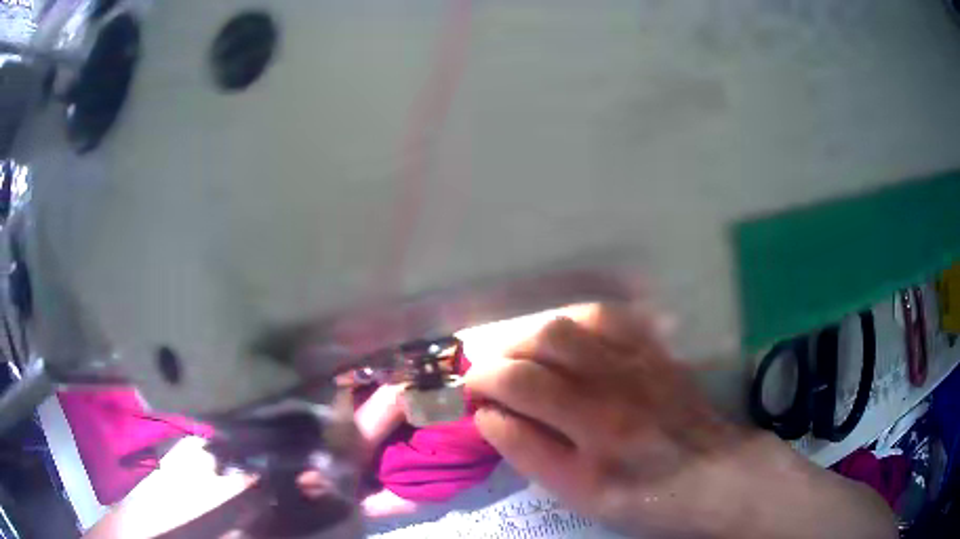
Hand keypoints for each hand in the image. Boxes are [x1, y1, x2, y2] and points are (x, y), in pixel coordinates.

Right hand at [465, 304, 895, 538]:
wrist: (717, 477)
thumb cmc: (647, 498)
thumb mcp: (582, 495)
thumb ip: (531, 454)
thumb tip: (490, 416)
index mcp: (597, 427)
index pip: (521, 382)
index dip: (483, 381)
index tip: (470, 392)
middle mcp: (619, 381)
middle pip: (544, 339)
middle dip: (503, 351)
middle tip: (490, 374)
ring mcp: (642, 359)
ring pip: (576, 319)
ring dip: (536, 332)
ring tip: (522, 355)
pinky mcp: (658, 352)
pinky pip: (614, 316)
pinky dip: (578, 319)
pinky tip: (568, 337)